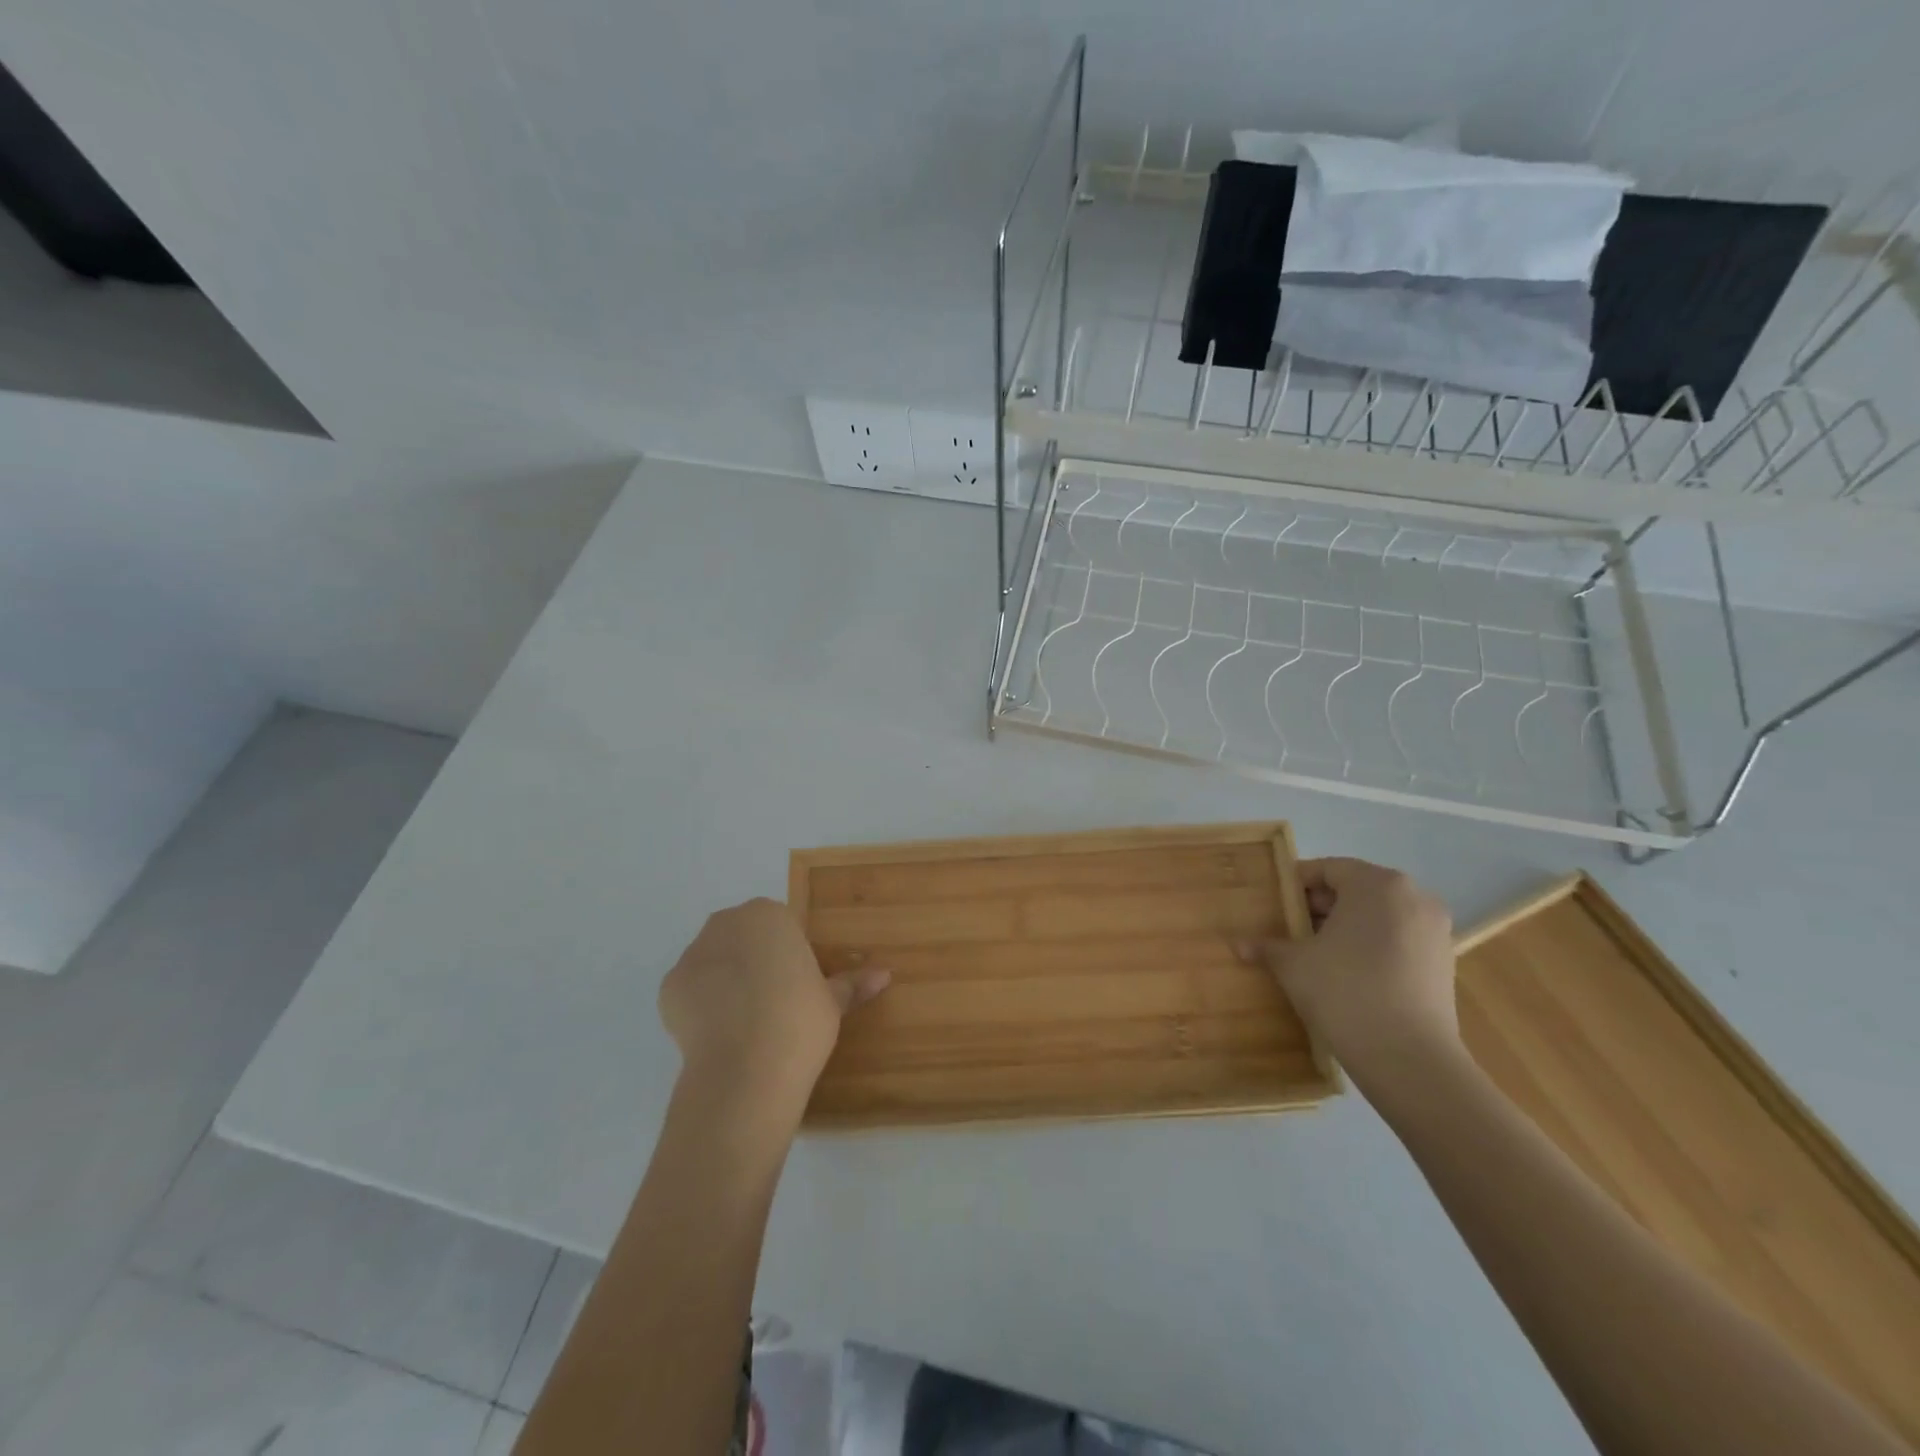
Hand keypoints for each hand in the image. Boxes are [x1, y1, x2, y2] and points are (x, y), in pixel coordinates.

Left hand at [658, 898, 888, 1124]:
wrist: (745, 1069)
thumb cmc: (799, 1021)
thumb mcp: (832, 1002)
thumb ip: (852, 984)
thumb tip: (884, 975)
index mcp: (768, 915)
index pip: (780, 926)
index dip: (790, 956)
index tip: (798, 986)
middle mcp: (726, 923)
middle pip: (743, 936)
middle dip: (755, 960)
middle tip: (774, 1002)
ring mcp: (693, 954)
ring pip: (715, 960)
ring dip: (727, 980)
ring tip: (745, 1023)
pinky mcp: (669, 987)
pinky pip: (691, 989)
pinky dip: (702, 1005)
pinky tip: (720, 1032)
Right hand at [1248, 858, 1461, 1093]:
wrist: (1409, 1060)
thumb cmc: (1344, 991)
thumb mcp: (1293, 964)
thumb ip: (1267, 946)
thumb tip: (1238, 944)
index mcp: (1377, 884)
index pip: (1328, 869)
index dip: (1296, 885)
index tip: (1273, 905)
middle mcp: (1413, 897)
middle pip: (1355, 890)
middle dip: (1320, 907)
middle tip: (1288, 930)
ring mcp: (1434, 931)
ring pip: (1378, 916)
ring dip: (1345, 929)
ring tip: (1314, 954)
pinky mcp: (1444, 963)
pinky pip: (1397, 940)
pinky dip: (1371, 948)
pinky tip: (1346, 975)